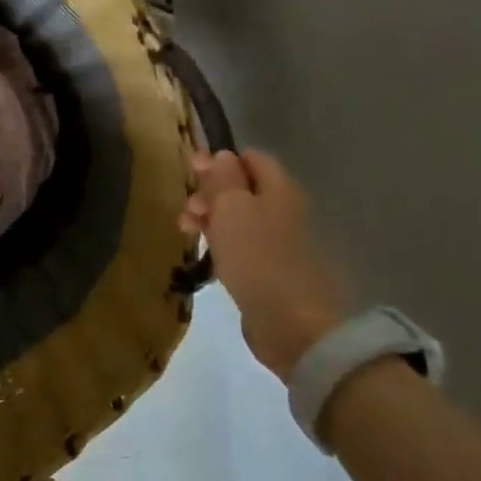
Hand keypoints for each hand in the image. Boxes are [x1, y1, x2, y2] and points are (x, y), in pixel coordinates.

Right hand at [179, 149, 348, 380]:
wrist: (293, 324)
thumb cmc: (258, 256)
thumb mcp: (231, 207)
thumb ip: (224, 177)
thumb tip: (223, 156)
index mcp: (279, 189)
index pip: (251, 158)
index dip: (220, 159)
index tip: (191, 171)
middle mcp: (283, 210)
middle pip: (243, 188)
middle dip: (210, 192)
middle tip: (187, 208)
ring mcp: (279, 243)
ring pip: (239, 218)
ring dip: (210, 218)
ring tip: (186, 232)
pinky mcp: (271, 271)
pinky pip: (242, 246)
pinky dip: (222, 244)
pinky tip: (207, 256)